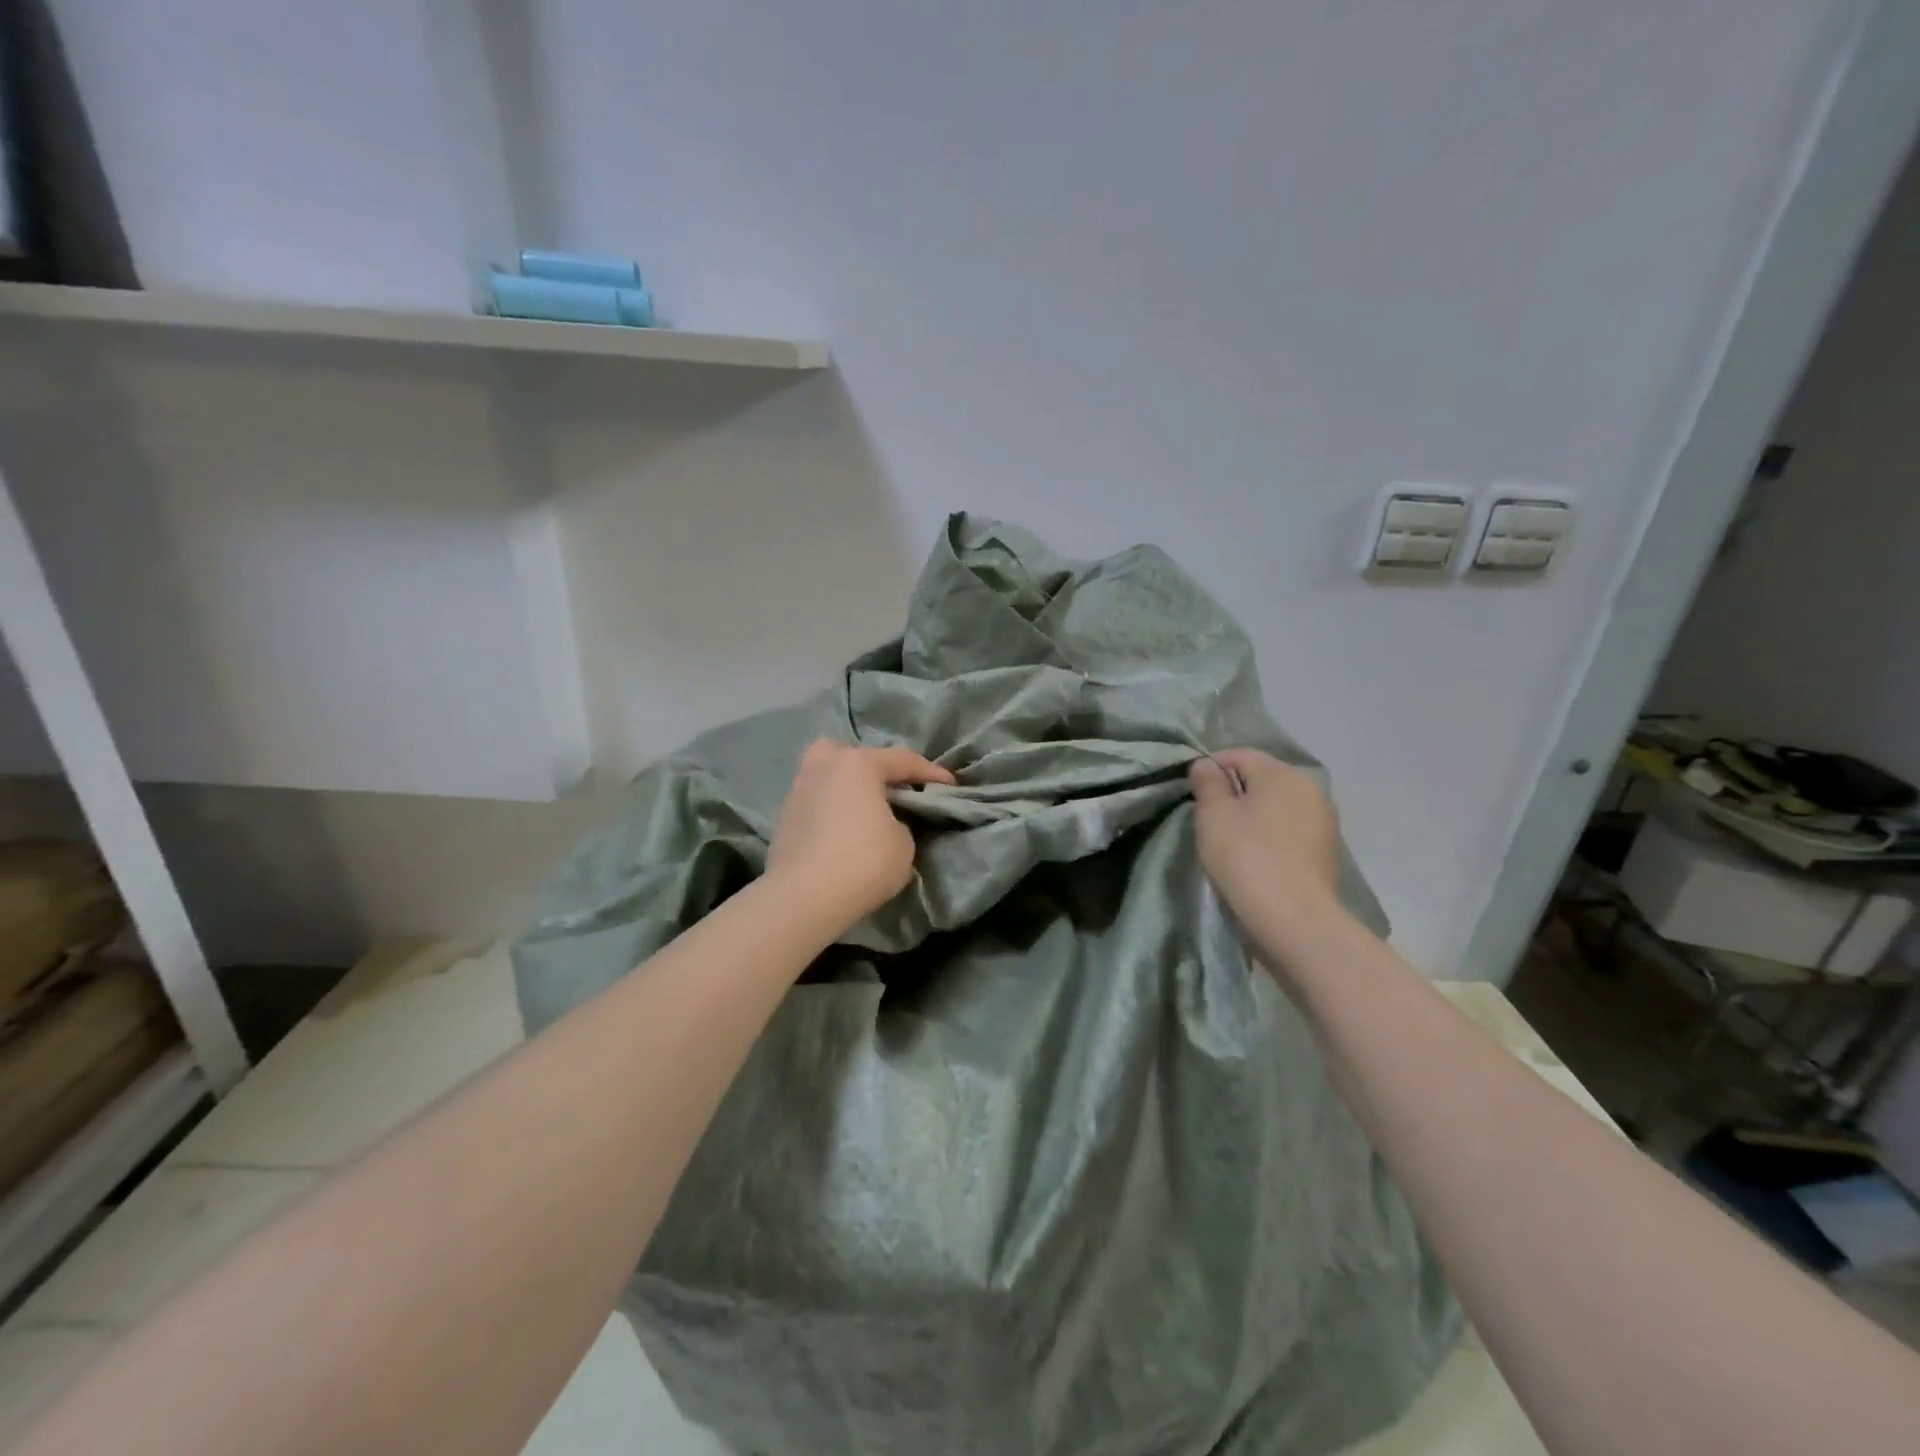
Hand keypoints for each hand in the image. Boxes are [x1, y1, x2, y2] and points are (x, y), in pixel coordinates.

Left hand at [765, 739, 955, 933]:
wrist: (803, 897)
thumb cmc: (863, 862)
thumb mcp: (904, 844)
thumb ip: (900, 822)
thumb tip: (885, 822)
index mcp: (858, 764)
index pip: (903, 760)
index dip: (931, 772)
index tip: (950, 784)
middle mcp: (824, 767)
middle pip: (851, 754)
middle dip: (872, 766)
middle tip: (890, 789)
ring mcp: (798, 790)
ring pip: (827, 775)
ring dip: (847, 787)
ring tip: (864, 811)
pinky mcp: (784, 818)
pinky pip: (816, 801)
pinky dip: (831, 809)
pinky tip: (842, 830)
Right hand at [1189, 749, 1343, 945]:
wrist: (1294, 919)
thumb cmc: (1247, 857)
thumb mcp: (1213, 815)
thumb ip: (1208, 783)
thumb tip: (1206, 764)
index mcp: (1283, 773)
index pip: (1240, 755)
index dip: (1212, 767)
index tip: (1192, 792)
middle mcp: (1311, 789)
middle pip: (1262, 779)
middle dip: (1234, 791)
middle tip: (1208, 818)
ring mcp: (1324, 821)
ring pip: (1277, 806)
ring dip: (1254, 815)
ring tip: (1230, 840)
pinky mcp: (1326, 851)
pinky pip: (1290, 831)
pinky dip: (1271, 836)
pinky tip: (1255, 857)